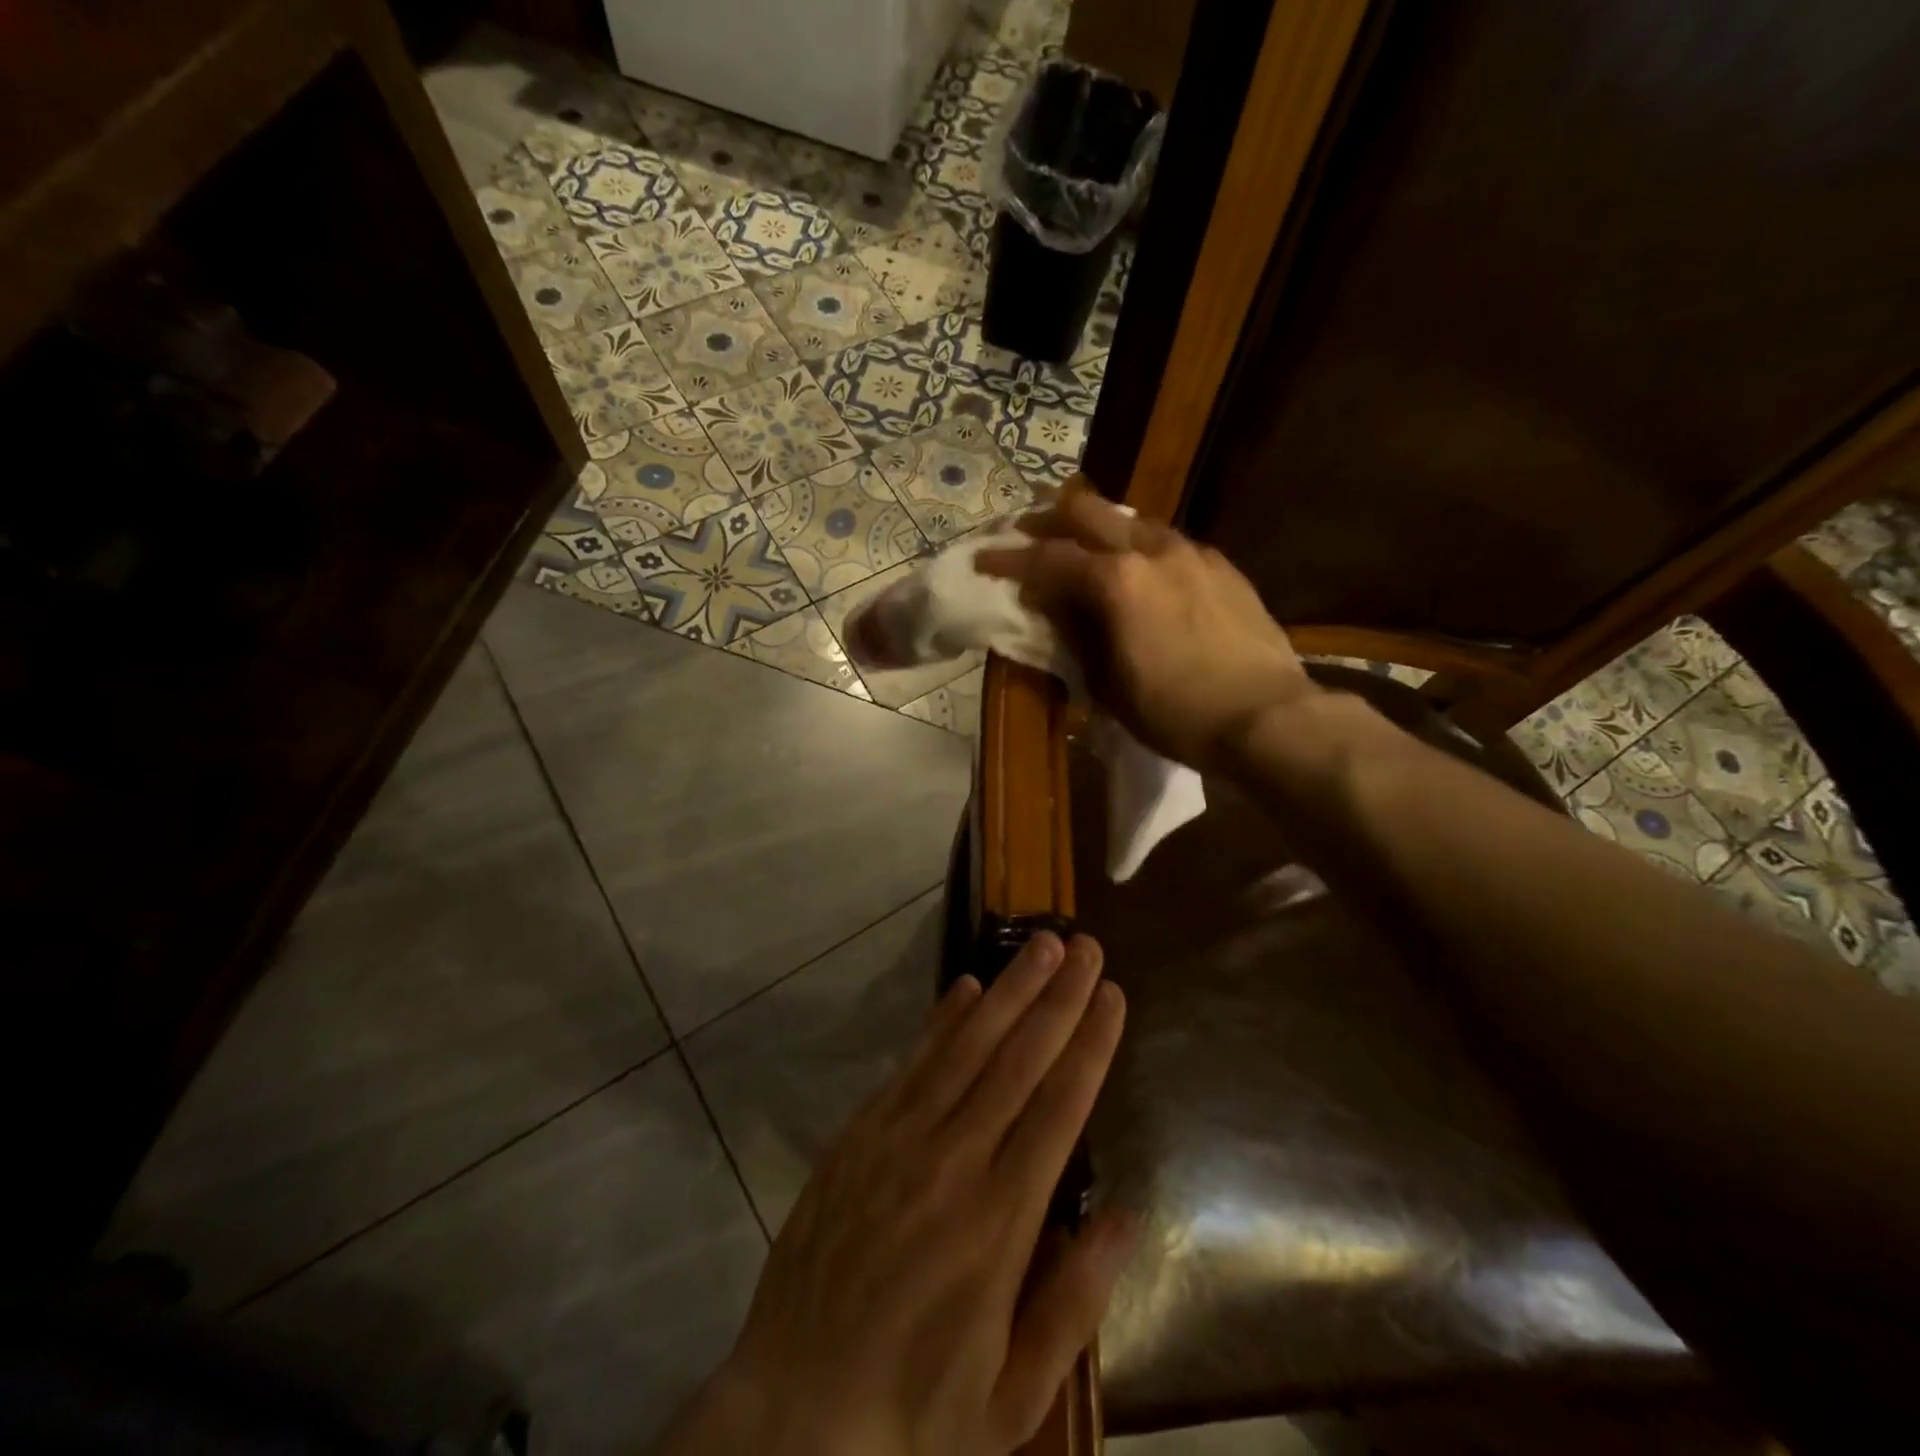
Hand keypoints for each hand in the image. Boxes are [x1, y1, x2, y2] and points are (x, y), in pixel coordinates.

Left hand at [659, 934, 1132, 1455]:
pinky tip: (965, 987)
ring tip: (1040, 945)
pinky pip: (910, 1064)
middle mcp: (953, 1162)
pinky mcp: (858, 1136)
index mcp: (1001, 1223)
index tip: (1112, 994)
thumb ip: (1073, 1303)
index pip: (1060, 1108)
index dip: (1090, 1043)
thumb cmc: (915, 1413)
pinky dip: (941, 1021)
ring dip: (1007, 991)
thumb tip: (1123, 1217)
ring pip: (965, 1047)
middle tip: (1084, 945)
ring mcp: (898, 1141)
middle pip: (1018, 1059)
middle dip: (1058, 997)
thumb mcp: (1012, 1396)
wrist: (792, 1416)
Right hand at [977, 484, 1312, 771]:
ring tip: (1080, 544)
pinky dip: (1138, 544)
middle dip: (1048, 519)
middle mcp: (1151, 551)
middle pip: (1087, 512)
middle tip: (1025, 531)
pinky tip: (1139, 566)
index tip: (982, 557)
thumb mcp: (1108, 685)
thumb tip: (1050, 603)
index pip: (1047, 558)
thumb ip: (1075, 634)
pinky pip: (1167, 540)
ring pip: (1131, 519)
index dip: (1009, 557)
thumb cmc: (1176, 713)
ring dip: (1097, 526)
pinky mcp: (1220, 565)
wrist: (1267, 718)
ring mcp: (1191, 552)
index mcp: (1116, 581)